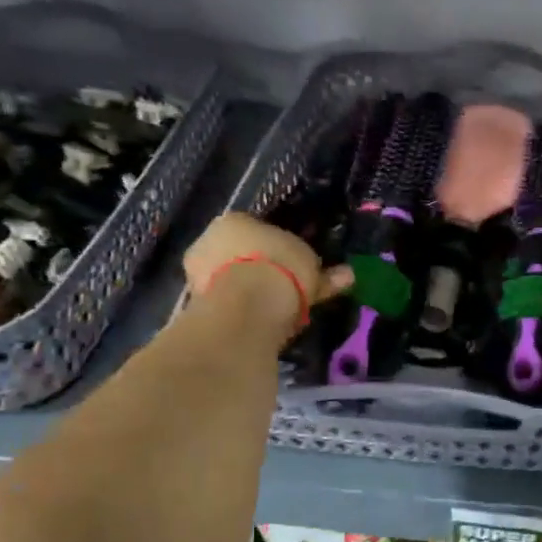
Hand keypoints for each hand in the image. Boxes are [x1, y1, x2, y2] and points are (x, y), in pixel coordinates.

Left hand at [181, 214, 351, 337]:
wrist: (246, 306)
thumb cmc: (280, 270)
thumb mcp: (311, 267)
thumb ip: (326, 273)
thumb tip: (348, 275)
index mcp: (235, 220)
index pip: (257, 229)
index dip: (277, 247)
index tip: (292, 264)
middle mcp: (209, 239)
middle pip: (240, 253)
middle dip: (259, 269)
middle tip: (283, 289)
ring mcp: (196, 271)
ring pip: (229, 278)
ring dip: (247, 290)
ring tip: (273, 311)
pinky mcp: (194, 302)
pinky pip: (225, 302)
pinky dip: (240, 310)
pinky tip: (258, 322)